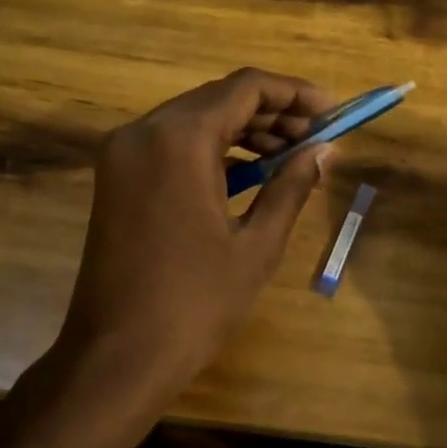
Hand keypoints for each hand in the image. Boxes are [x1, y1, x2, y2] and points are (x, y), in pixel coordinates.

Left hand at [56, 68, 335, 403]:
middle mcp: (145, 130)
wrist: (115, 359)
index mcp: (179, 138)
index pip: (246, 88)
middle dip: (272, 111)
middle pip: (219, 97)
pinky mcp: (116, 175)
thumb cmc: (194, 304)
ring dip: (244, 128)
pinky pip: (172, 142)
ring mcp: (124, 152)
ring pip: (195, 117)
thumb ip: (292, 186)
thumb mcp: (257, 245)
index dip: (295, 93)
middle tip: (316, 137)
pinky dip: (212, 147)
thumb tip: (325, 150)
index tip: (332, 111)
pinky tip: (249, 170)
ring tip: (291, 153)